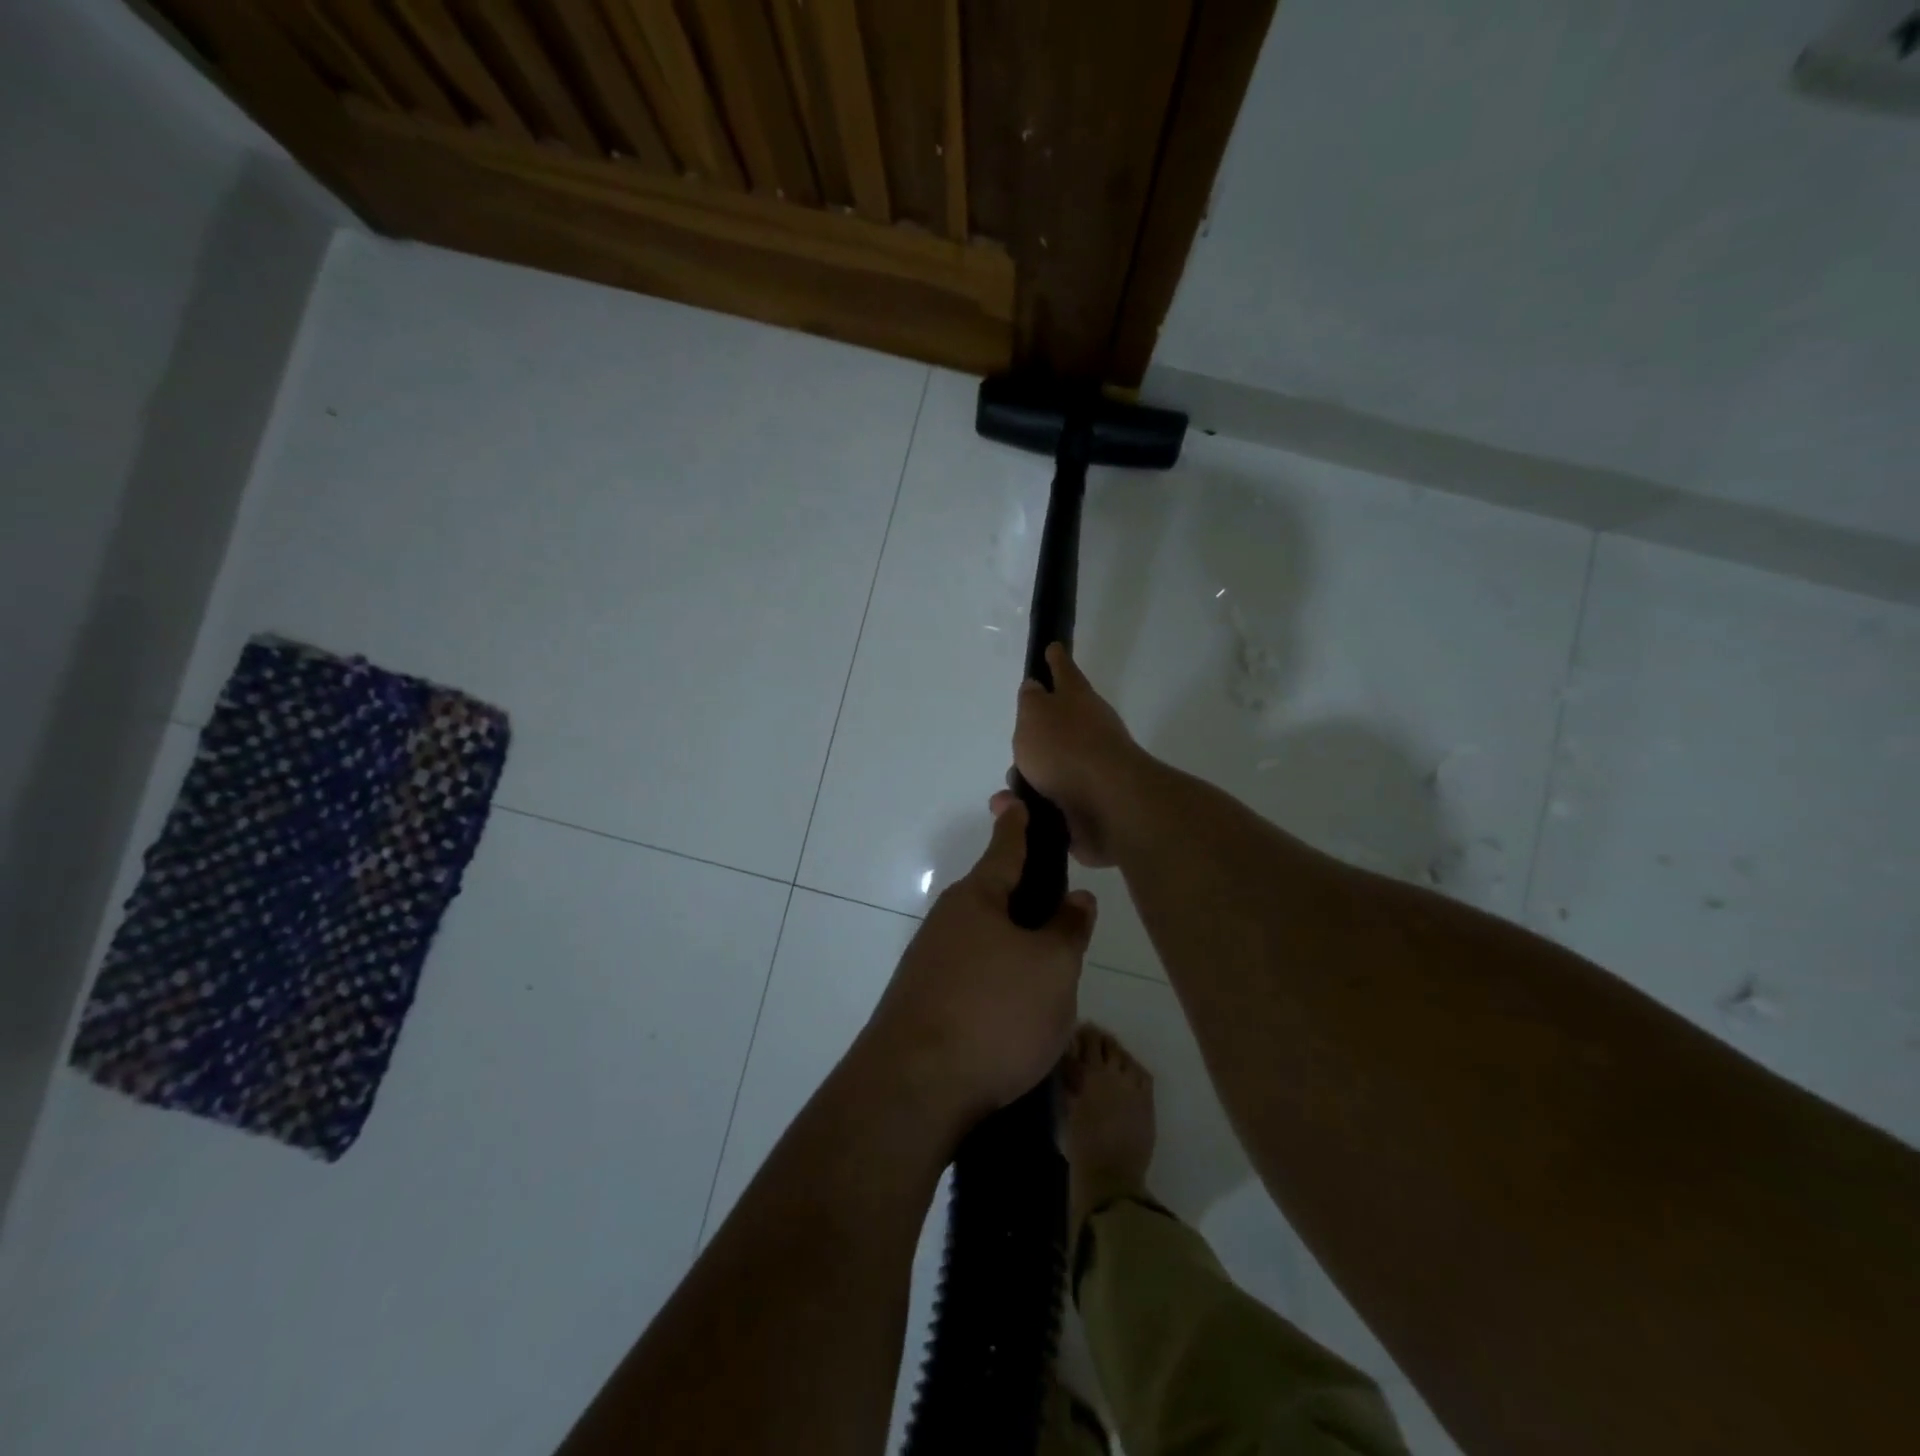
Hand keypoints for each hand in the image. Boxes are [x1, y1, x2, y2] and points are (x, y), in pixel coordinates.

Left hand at [858, 798, 1096, 1129]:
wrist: (913, 1089)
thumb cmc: (993, 1012)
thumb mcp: (1052, 968)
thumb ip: (1068, 929)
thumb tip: (1076, 899)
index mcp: (977, 899)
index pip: (1005, 848)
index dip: (1017, 824)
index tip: (1016, 799)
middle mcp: (947, 922)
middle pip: (995, 900)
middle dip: (1026, 902)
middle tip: (1063, 917)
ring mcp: (929, 963)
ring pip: (985, 944)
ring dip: (1015, 952)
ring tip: (1052, 981)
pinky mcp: (923, 1002)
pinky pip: (972, 978)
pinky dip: (997, 985)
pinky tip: (1017, 1016)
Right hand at [994, 643, 1153, 867]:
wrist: (1108, 803)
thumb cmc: (1065, 749)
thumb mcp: (1035, 715)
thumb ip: (1031, 700)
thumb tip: (1035, 687)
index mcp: (1077, 699)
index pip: (1064, 671)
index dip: (1056, 660)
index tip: (1053, 647)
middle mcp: (1090, 728)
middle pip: (1060, 723)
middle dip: (1039, 732)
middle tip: (1021, 737)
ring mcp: (1094, 766)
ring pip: (1055, 764)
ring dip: (1033, 774)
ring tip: (1012, 787)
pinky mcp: (1092, 800)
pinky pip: (1057, 797)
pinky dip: (1039, 801)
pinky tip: (1022, 809)